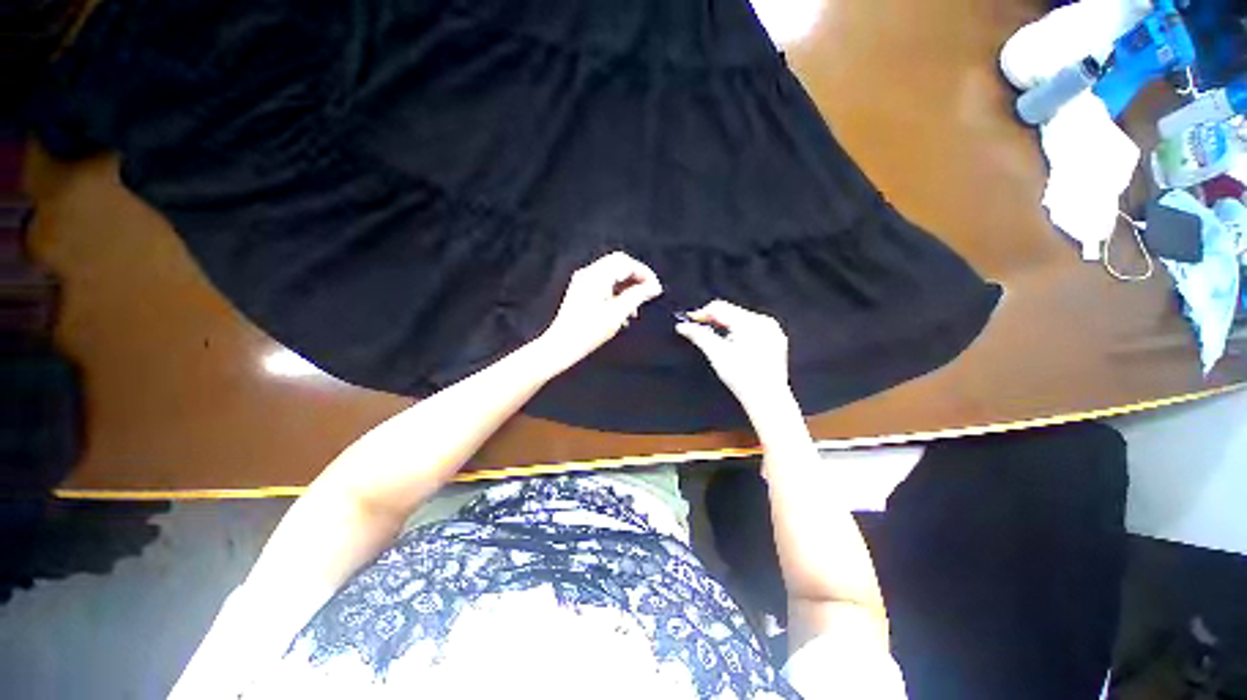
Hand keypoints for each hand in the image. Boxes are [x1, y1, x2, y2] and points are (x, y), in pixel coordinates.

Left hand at [538, 252, 662, 368]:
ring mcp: (583, 282)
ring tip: (636, 309)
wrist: (562, 345)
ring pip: (612, 275)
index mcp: (596, 275)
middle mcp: (588, 273)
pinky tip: (622, 312)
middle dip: (636, 279)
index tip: (656, 289)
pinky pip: (604, 284)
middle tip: (648, 295)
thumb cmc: (589, 331)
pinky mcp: (581, 292)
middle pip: (619, 265)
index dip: (644, 273)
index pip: (626, 262)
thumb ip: (637, 296)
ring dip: (627, 288)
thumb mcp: (617, 314)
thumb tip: (654, 287)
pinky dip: (617, 293)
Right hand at [675, 300, 795, 420]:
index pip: (720, 307)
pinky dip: (740, 333)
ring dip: (727, 326)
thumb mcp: (716, 354)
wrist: (767, 399)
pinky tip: (735, 347)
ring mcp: (772, 331)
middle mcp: (764, 322)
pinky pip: (754, 328)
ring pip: (742, 320)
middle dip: (714, 320)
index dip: (702, 313)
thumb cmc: (743, 378)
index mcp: (749, 322)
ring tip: (718, 341)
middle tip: (700, 332)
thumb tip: (683, 326)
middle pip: (731, 312)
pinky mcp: (776, 340)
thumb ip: (699, 336)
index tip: (690, 322)